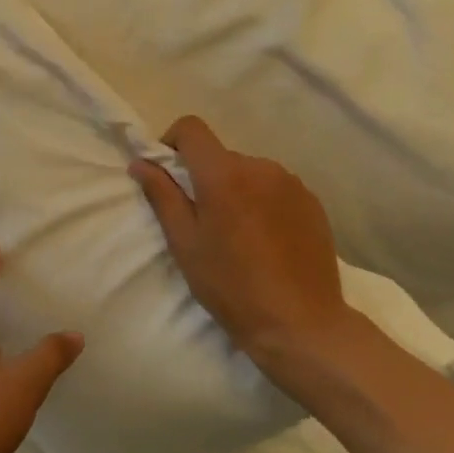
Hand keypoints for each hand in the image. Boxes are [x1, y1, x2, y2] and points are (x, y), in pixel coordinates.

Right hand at [128, 116, 362, 398]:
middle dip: (205, 177)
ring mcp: (291, 183)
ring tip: (238, 234)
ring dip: (237, 190)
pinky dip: (263, 202)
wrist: (300, 323)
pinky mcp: (312, 202)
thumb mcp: (184, 243)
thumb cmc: (231, 285)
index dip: (173, 142)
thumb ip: (162, 195)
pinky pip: (276, 188)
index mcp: (223, 174)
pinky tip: (266, 241)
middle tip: (203, 221)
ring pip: (250, 172)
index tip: (169, 174)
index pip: (192, 128)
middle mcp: (260, 167)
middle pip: (221, 156)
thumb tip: (141, 162)